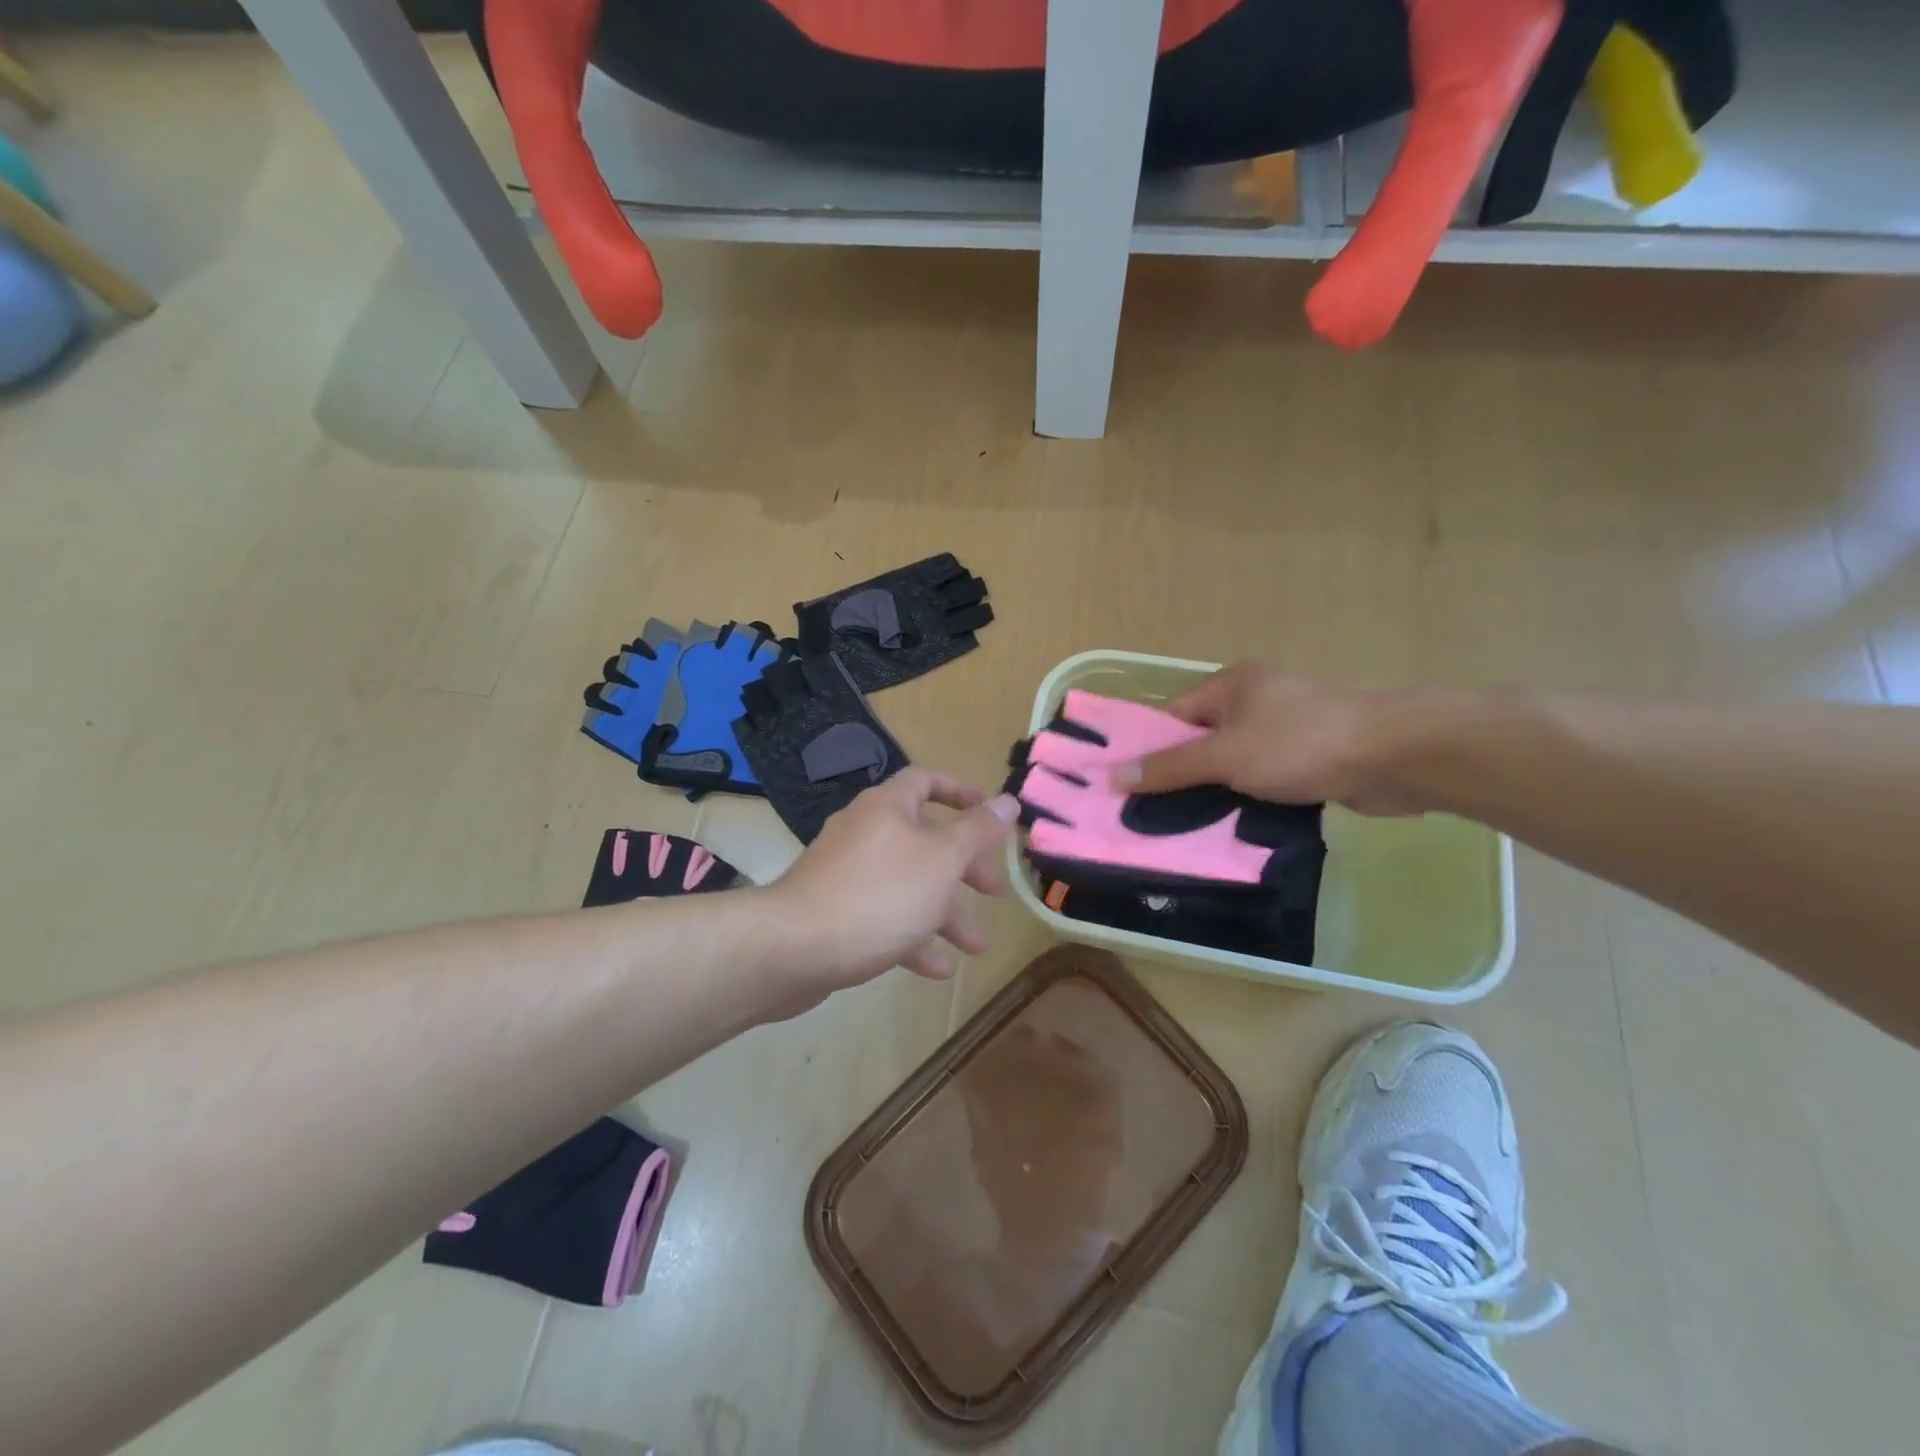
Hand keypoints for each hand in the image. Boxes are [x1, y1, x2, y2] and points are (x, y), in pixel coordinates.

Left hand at [765, 769, 1018, 993]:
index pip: (926, 781)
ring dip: (945, 913)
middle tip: (995, 892)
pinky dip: (912, 937)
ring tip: (976, 947)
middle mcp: (865, 833)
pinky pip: (883, 917)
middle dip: (964, 868)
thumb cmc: (880, 894)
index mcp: (887, 808)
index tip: (991, 814)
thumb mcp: (942, 859)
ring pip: (907, 885)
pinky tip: (938, 968)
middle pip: (924, 840)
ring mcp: (846, 874)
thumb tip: (1008, 801)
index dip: (961, 793)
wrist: (795, 948)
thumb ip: (978, 831)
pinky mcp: (835, 913)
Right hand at [1112, 663, 1430, 815]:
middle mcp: (1256, 700)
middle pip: (1201, 741)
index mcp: (1231, 685)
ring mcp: (1286, 729)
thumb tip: (1114, 776)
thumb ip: (1170, 768)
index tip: (1121, 784)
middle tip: (1147, 814)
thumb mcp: (1224, 756)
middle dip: (1178, 776)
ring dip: (1214, 793)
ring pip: (1233, 764)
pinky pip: (1264, 779)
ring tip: (1183, 829)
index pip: (1172, 715)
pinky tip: (1232, 828)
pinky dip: (1248, 799)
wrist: (1395, 755)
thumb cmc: (1299, 743)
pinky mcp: (1310, 758)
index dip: (1145, 747)